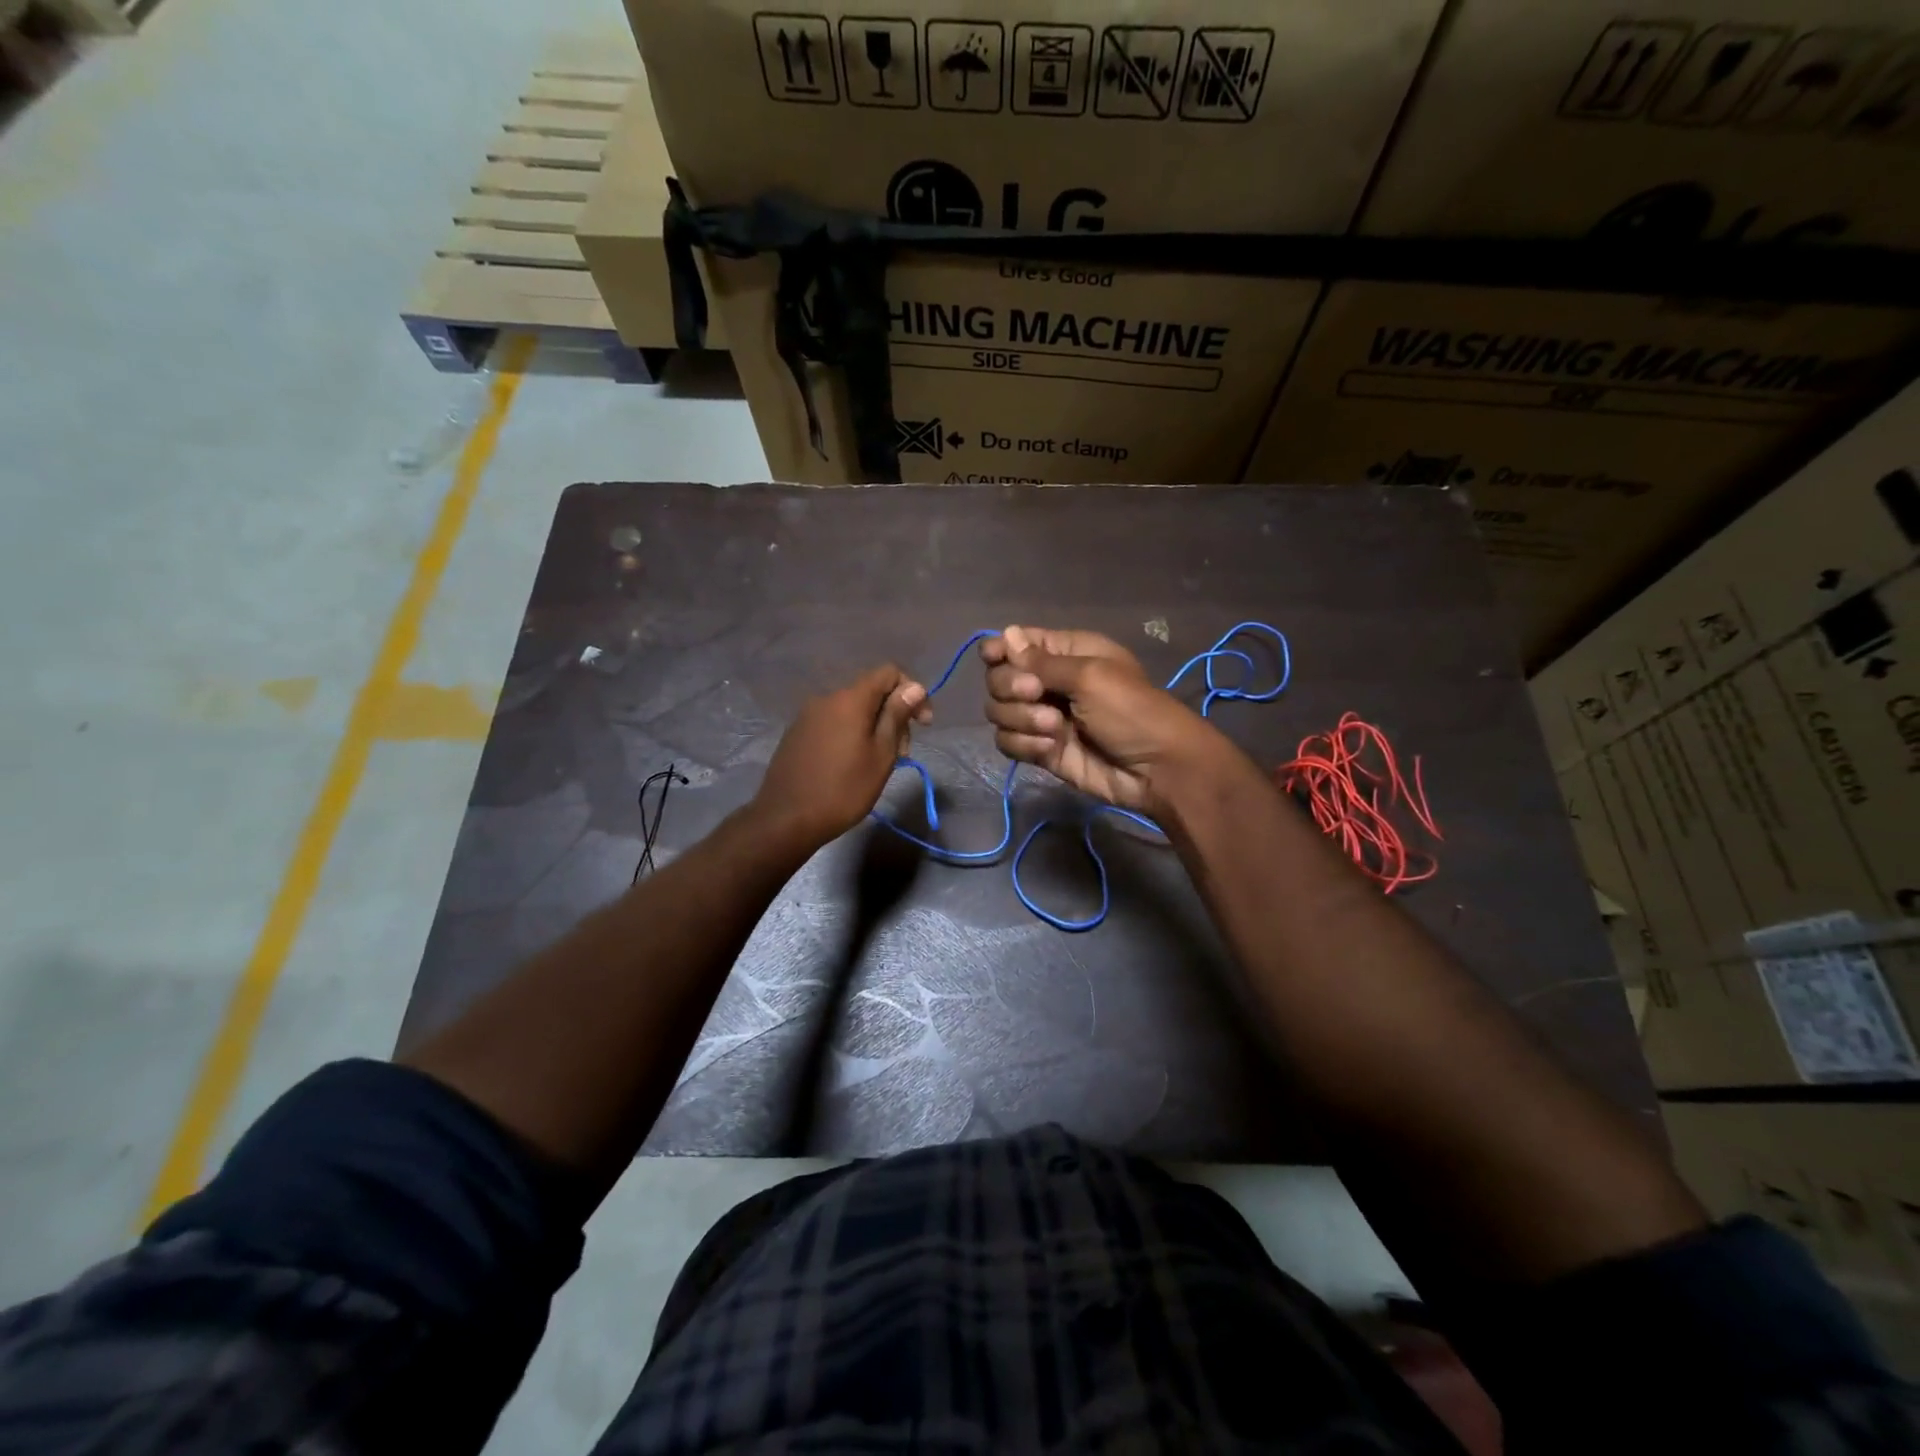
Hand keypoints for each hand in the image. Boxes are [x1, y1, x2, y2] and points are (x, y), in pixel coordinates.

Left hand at [756, 664, 930, 846]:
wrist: (786, 819)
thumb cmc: (844, 789)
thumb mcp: (881, 754)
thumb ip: (897, 715)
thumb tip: (914, 687)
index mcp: (850, 699)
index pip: (889, 672)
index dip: (912, 692)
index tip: (923, 724)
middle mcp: (827, 698)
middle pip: (871, 692)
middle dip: (893, 715)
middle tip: (901, 753)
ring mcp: (808, 715)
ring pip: (852, 710)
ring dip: (874, 728)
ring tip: (878, 763)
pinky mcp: (797, 733)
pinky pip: (834, 723)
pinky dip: (851, 734)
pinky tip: (851, 764)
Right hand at [979, 626, 1221, 816]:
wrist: (1155, 769)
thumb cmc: (1131, 710)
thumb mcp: (1090, 676)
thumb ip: (1042, 661)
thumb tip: (1005, 634)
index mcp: (1065, 654)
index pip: (1016, 643)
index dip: (1000, 650)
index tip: (994, 658)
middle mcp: (1048, 683)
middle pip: (998, 679)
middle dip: (1011, 688)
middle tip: (1038, 695)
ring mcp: (1042, 718)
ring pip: (999, 712)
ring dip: (1020, 719)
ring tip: (1054, 729)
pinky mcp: (1040, 750)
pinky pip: (1008, 742)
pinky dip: (1023, 744)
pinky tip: (1050, 748)